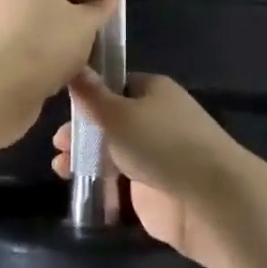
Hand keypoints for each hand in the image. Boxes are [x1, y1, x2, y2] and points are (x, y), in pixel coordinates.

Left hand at [0, 0, 119, 146]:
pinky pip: (35, 36)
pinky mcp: (4, 44)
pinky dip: (51, 46)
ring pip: (47, 15)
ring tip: (89, 46)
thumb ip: (103, 3)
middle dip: (81, 3)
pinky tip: (68, 64)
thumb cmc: (47, 44)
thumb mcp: (87, 23)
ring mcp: (8, 16)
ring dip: (67, 27)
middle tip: (103, 21)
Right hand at [54, 73, 246, 265]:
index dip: (89, 93)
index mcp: (152, 89)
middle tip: (57, 143)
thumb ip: (91, 95)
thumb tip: (74, 66)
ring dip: (86, 156)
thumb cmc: (161, 143)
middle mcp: (155, 117)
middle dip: (83, 129)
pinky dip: (101, 181)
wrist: (209, 200)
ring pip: (114, 150)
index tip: (63, 105)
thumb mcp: (118, 114)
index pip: (115, 83)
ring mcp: (156, 154)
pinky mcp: (155, 189)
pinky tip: (79, 186)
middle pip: (112, 118)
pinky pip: (121, 180)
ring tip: (60, 167)